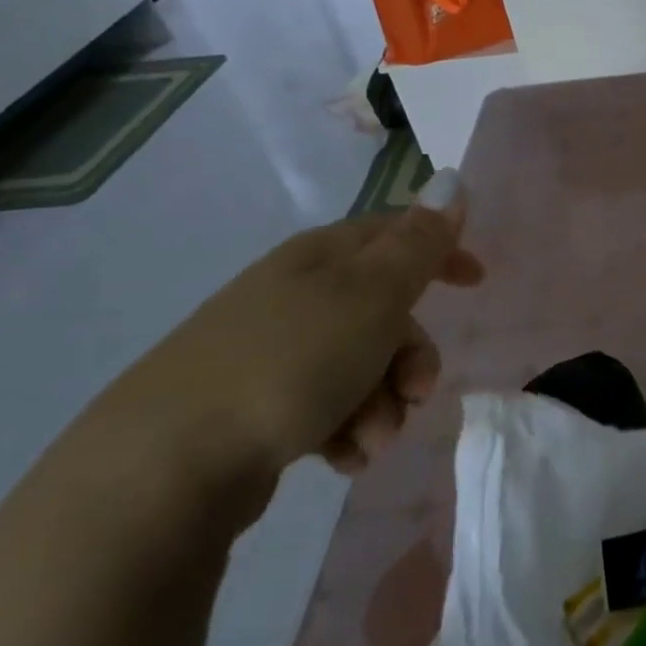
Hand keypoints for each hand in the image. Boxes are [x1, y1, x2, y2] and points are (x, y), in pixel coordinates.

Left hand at [80, 169, 480, 488]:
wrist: (168, 463)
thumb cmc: (291, 362)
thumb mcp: (371, 295)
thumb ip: (419, 244)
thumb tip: (452, 182)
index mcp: (322, 259)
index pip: (394, 235)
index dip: (441, 252)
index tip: (478, 282)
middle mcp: (297, 296)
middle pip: (385, 314)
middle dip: (413, 357)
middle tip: (419, 392)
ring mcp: (273, 352)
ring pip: (362, 368)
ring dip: (384, 404)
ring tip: (373, 438)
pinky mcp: (256, 406)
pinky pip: (328, 408)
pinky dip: (348, 431)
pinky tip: (344, 457)